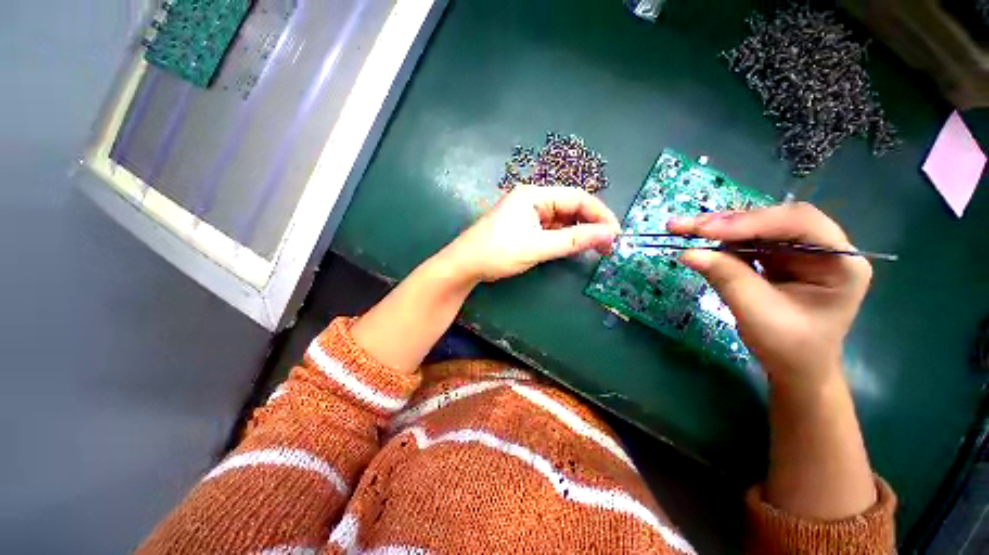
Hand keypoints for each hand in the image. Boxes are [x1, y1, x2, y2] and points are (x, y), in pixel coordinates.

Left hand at [441, 185, 620, 282]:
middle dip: (590, 224)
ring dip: (578, 232)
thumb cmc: (498, 252)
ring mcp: (527, 214)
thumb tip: (608, 234)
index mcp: (534, 195)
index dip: (599, 213)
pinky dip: (564, 237)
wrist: (465, 265)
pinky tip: (574, 247)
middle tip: (608, 245)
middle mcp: (533, 200)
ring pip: (562, 219)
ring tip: (596, 248)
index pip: (577, 197)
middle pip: (570, 207)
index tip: (616, 233)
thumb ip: (573, 240)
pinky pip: (551, 229)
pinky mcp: (524, 227)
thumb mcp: (538, 247)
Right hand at [667, 202, 871, 391]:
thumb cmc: (789, 347)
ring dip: (718, 228)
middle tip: (683, 225)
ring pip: (756, 227)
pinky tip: (699, 240)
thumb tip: (687, 253)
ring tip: (682, 228)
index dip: (750, 222)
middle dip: (727, 222)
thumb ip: (727, 278)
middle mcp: (823, 248)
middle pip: (774, 219)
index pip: (797, 223)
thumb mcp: (758, 313)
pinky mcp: (779, 258)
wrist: (796, 369)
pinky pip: (747, 241)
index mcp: (840, 261)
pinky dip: (720, 241)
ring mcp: (800, 251)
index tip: (705, 231)